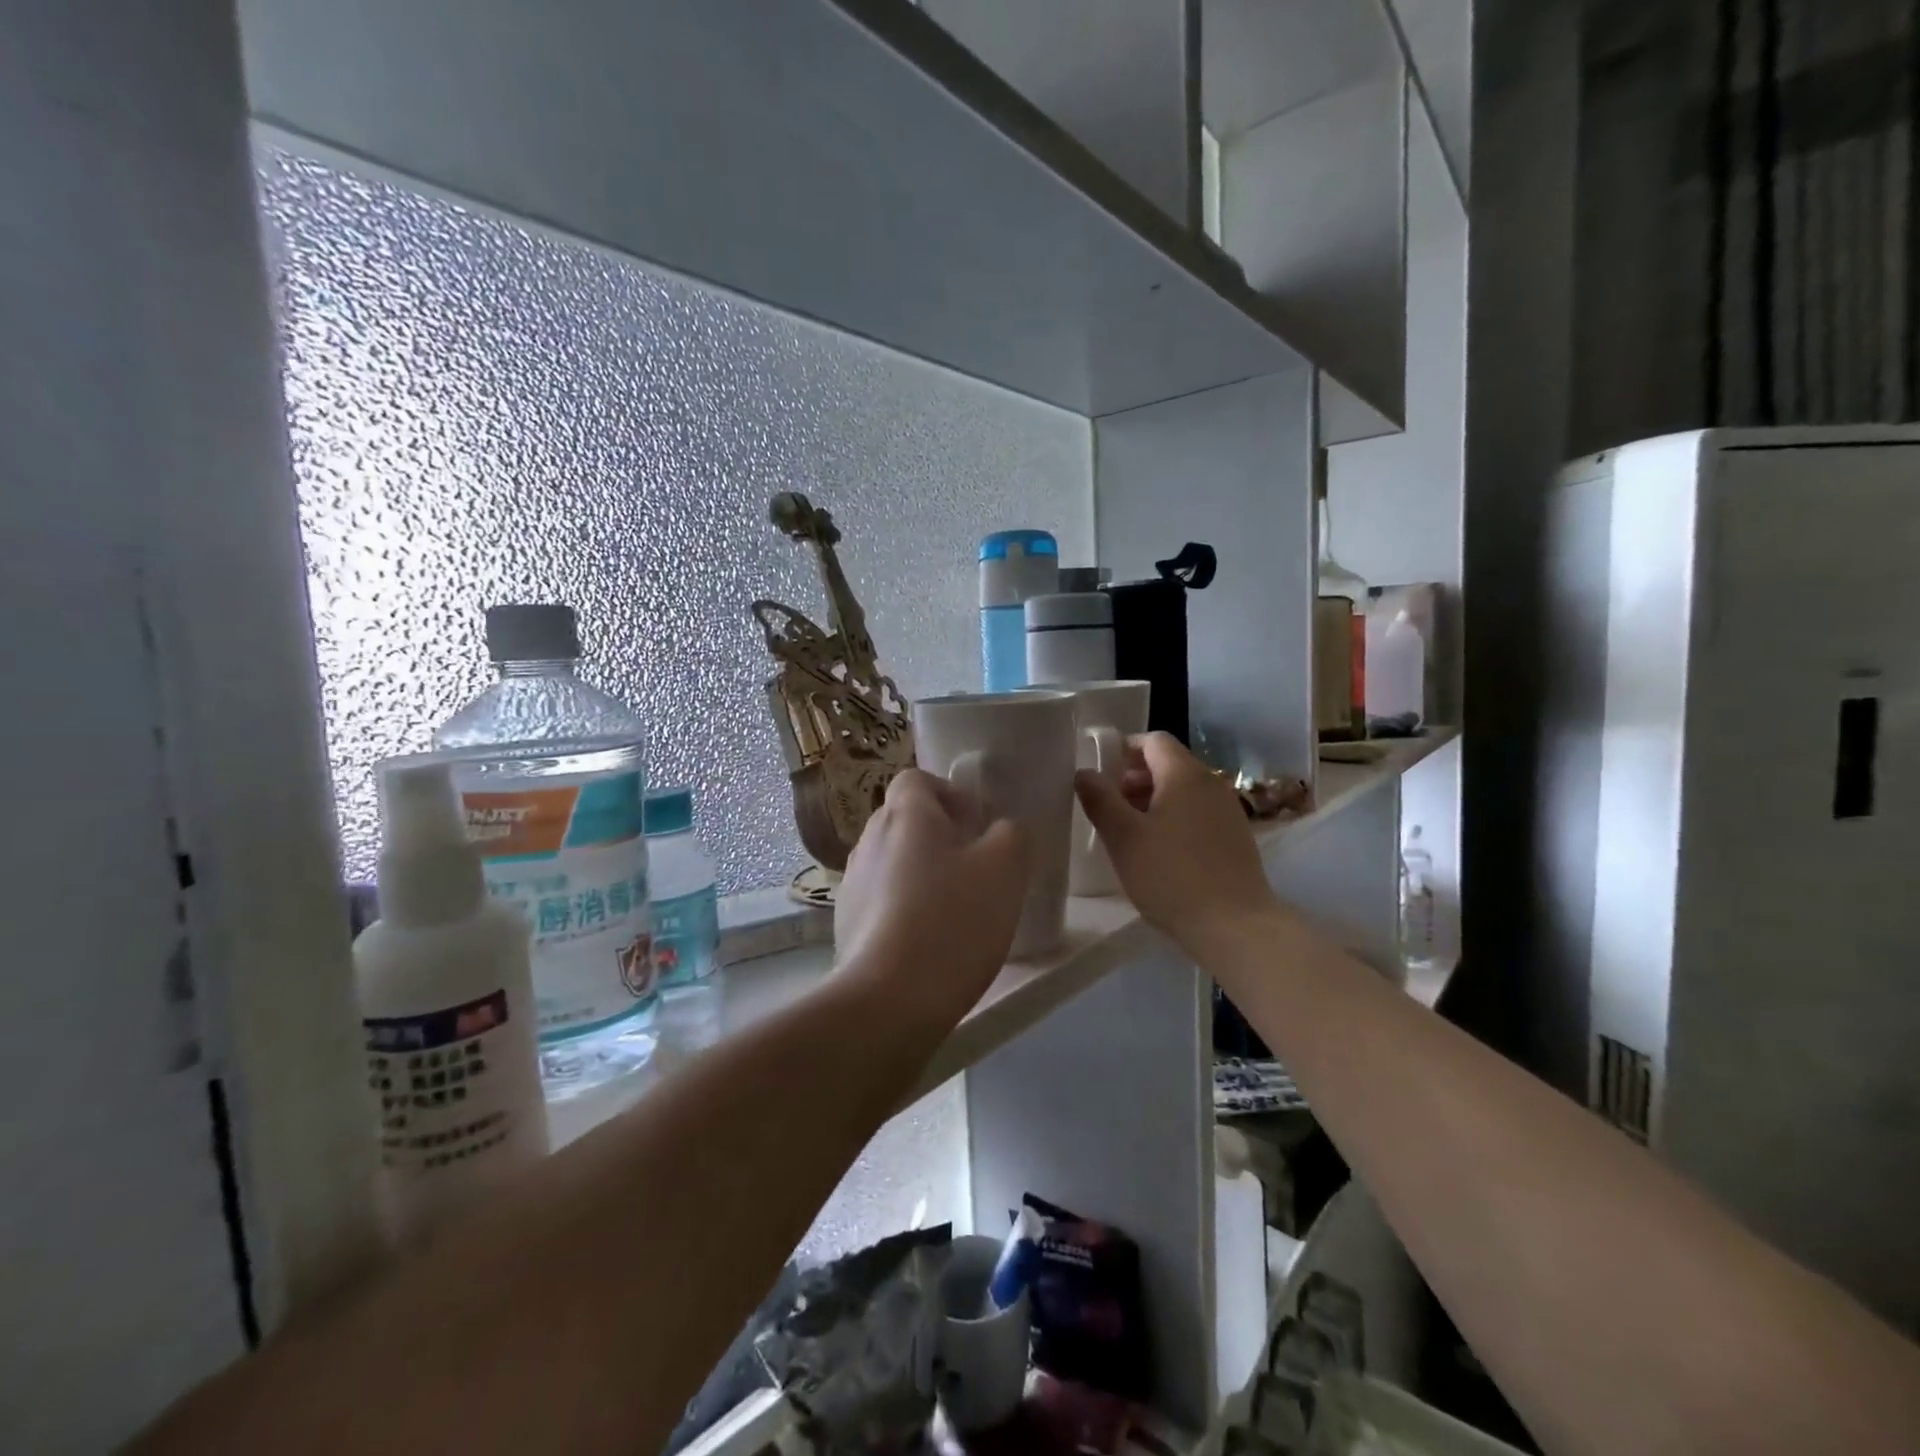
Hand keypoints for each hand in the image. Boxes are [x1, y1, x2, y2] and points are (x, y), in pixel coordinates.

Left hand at [833, 769, 1030, 1026]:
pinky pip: (880, 899)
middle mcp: (869, 838)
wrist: (891, 998)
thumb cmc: (953, 919)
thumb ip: (1013, 834)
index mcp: (905, 815)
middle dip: (938, 836)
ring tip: (952, 909)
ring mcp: (852, 882)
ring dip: (920, 872)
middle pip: (904, 820)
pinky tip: (927, 941)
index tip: (975, 827)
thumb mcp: (1006, 868)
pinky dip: (902, 907)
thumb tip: (1003, 830)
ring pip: (892, 861)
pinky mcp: (844, 922)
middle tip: (973, 869)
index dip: (948, 794)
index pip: (916, 778)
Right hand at [1075, 732, 1280, 955]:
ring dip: (1152, 799)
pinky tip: (1159, 851)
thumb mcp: (1123, 837)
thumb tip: (1084, 772)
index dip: (1123, 750)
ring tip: (1129, 831)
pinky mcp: (1235, 836)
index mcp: (1184, 774)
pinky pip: (1197, 811)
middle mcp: (1211, 782)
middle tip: (1108, 807)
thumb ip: (1100, 799)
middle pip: (1168, 763)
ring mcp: (1227, 809)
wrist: (1235, 926)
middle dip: (1134, 777)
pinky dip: (1174, 817)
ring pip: (1183, 789)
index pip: (1152, 740)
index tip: (1100, 776)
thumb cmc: (1171, 876)